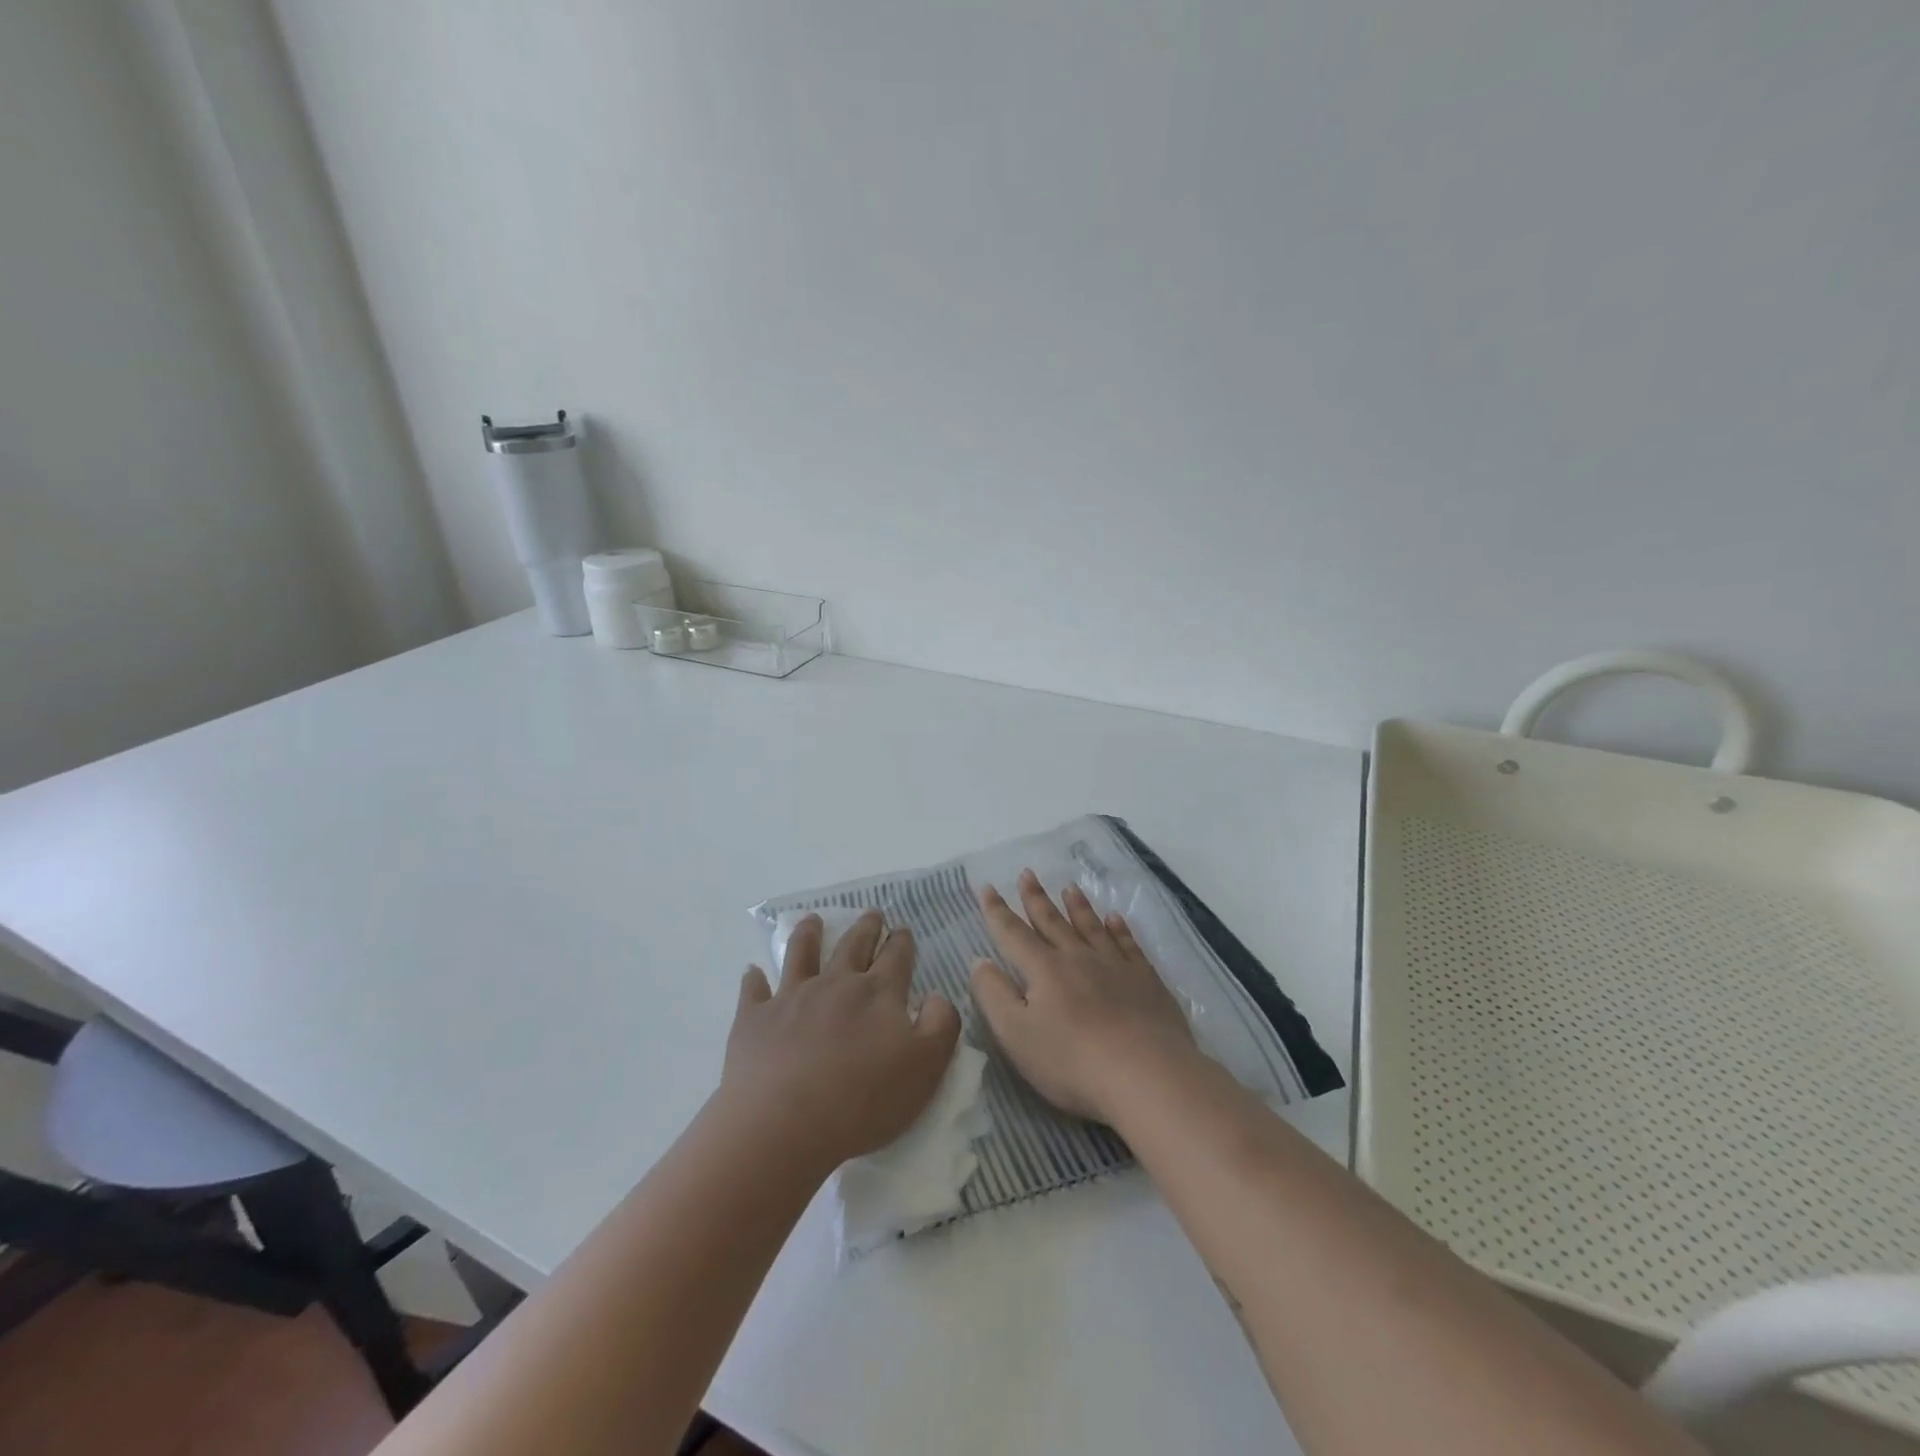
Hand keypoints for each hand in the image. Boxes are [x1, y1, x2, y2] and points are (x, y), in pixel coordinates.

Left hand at [722, 910, 961, 1172]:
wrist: (784, 1125)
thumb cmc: (863, 1100)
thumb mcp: (926, 1067)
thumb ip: (941, 1024)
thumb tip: (936, 995)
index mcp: (878, 993)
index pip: (896, 956)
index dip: (902, 941)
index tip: (903, 930)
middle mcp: (836, 984)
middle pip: (853, 945)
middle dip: (866, 927)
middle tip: (871, 913)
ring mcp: (792, 997)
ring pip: (802, 954)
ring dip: (809, 934)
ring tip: (812, 920)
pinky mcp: (755, 1019)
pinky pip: (754, 991)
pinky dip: (754, 979)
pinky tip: (753, 972)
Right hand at [969, 870, 1197, 1122]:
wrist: (1146, 1074)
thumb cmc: (1072, 1060)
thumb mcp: (1016, 1034)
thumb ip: (994, 994)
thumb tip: (980, 961)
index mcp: (1044, 969)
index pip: (1013, 933)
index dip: (997, 911)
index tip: (986, 887)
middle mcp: (1078, 957)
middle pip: (1052, 922)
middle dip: (1036, 898)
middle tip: (1027, 873)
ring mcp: (1115, 966)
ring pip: (1091, 927)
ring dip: (1078, 907)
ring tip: (1070, 887)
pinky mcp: (1146, 981)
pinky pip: (1128, 945)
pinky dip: (1120, 929)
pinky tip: (1116, 919)